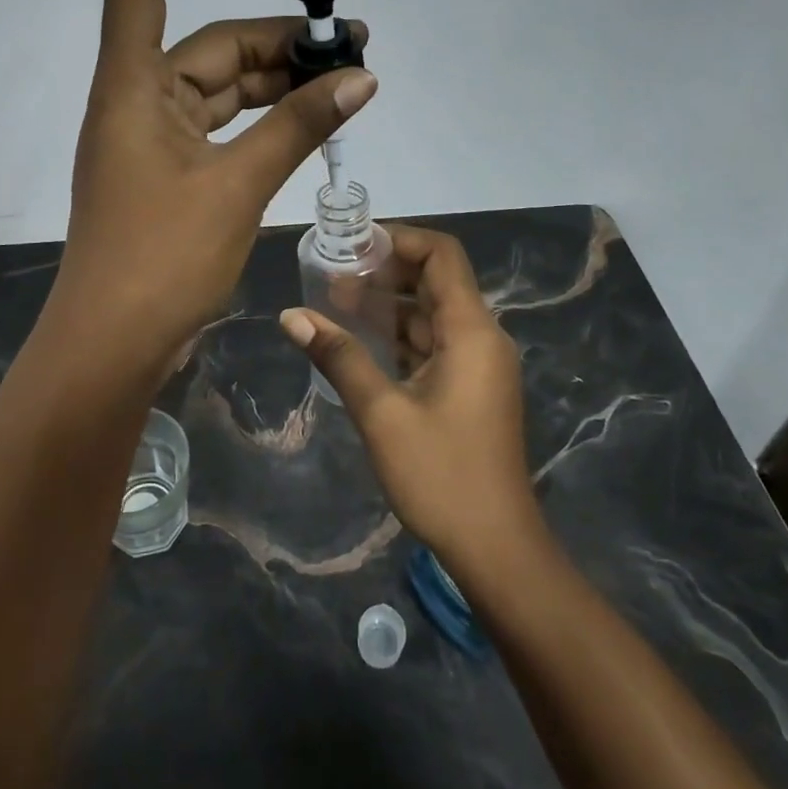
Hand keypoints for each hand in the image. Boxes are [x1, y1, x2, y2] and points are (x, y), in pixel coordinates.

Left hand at [50, 0, 378, 369]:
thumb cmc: (162, 259)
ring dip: (276, 83)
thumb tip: (361, 77)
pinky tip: (309, 121)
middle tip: (351, 46)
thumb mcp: (237, 185)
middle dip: (277, 41)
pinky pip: (221, 128)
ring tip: (346, 81)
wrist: (114, 345)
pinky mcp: (171, 175)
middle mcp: (138, 103)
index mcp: (132, 88)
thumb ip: (297, 125)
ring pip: (220, 90)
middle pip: (208, 46)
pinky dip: (263, 121)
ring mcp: (154, 142)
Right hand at [279, 226, 539, 569]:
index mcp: (471, 330)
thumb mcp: (382, 412)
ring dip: (389, 305)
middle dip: (386, 271)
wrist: (496, 548)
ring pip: (431, 314)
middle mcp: (481, 337)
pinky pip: (433, 344)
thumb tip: (291, 315)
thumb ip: (338, 356)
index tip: (353, 245)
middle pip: (436, 280)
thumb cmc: (441, 475)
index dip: (399, 239)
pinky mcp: (470, 388)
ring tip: (335, 302)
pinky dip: (399, 336)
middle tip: (334, 274)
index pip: (442, 255)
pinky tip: (359, 341)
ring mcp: (478, 364)